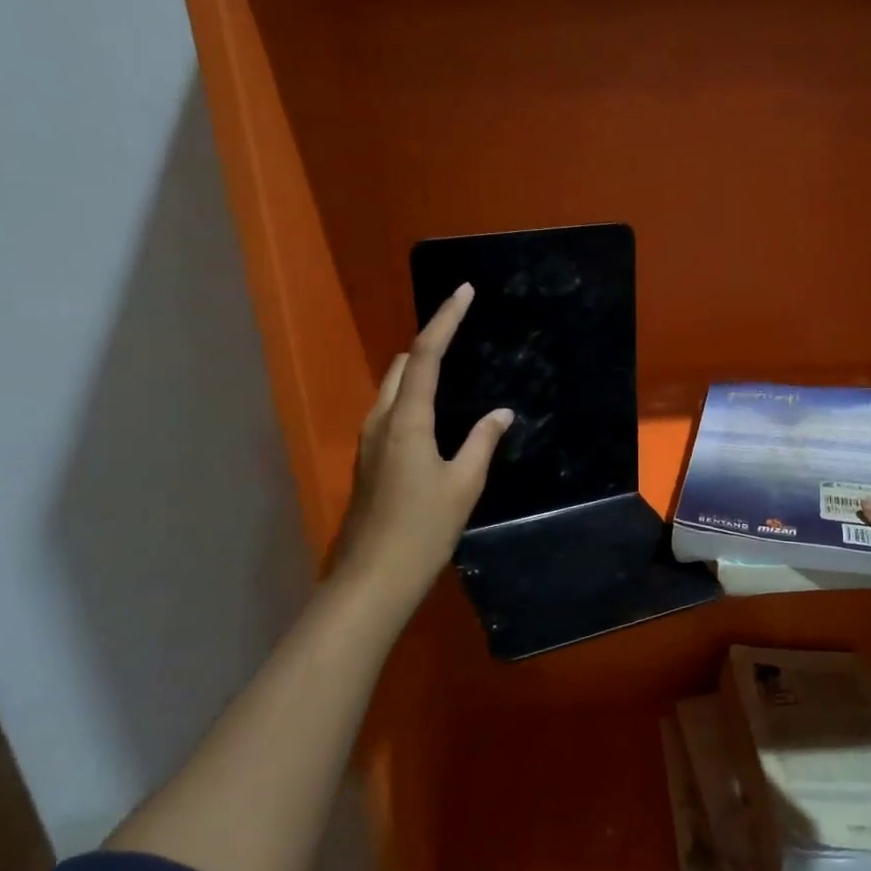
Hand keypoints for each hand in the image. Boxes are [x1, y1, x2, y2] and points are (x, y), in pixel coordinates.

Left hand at [331, 284, 512, 611]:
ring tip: (454, 371)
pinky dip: (412, 397)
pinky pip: (391, 411)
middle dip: (429, 342)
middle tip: (463, 333)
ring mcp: (370, 441)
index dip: (445, 320)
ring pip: (392, 389)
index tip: (464, 292)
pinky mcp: (369, 460)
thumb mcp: (463, 484)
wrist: (373, 579)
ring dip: (418, 371)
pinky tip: (436, 415)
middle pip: (402, 365)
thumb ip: (482, 442)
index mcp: (406, 420)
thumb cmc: (423, 529)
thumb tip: (501, 413)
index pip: (425, 355)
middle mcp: (381, 420)